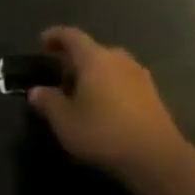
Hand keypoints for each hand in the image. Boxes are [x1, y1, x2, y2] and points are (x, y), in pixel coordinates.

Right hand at [27, 27, 186, 182]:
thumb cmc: (105, 133)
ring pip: (110, 66)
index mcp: (94, 58)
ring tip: (83, 94)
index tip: (42, 44)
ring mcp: (139, 76)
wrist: (159, 159)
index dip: (54, 36)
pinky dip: (111, 87)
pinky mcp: (153, 95)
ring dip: (94, 74)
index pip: (71, 35)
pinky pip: (124, 81)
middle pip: (92, 50)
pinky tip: (106, 109)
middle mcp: (118, 58)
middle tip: (61, 77)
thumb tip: (36, 92)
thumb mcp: (66, 122)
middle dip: (74, 60)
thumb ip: (48, 103)